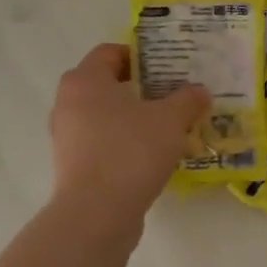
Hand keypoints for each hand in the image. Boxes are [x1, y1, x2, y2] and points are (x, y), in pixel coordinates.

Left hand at [49, 44, 209, 223]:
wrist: (97, 213)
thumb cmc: (132, 151)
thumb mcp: (171, 119)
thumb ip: (188, 100)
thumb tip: (199, 91)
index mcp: (85, 80)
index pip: (109, 52)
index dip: (140, 56)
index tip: (168, 68)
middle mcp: (68, 103)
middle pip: (106, 85)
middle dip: (141, 89)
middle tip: (173, 97)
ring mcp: (66, 136)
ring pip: (105, 116)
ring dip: (134, 118)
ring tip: (167, 128)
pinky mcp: (73, 165)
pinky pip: (102, 143)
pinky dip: (125, 143)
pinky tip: (152, 155)